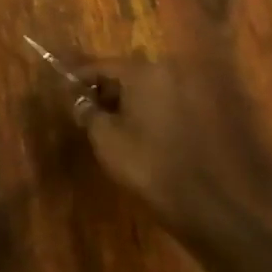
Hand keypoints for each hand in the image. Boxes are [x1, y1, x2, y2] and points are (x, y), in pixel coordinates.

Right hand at [61, 54, 271, 271]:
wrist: (209, 206)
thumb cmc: (148, 163)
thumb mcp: (104, 137)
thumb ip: (86, 111)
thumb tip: (78, 100)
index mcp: (144, 73)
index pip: (101, 65)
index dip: (78, 77)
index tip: (62, 89)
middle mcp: (171, 75)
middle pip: (128, 75)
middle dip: (105, 90)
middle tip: (86, 109)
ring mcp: (192, 96)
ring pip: (149, 91)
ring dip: (128, 103)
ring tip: (110, 125)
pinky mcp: (205, 119)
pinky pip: (166, 107)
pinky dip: (149, 115)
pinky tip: (139, 137)